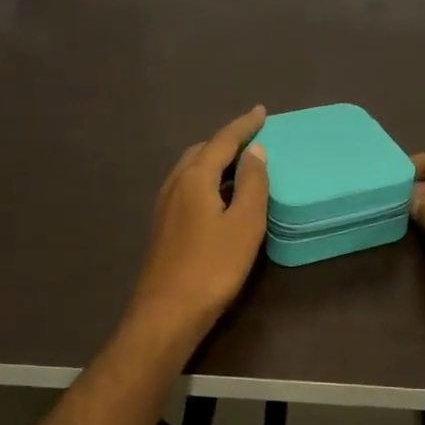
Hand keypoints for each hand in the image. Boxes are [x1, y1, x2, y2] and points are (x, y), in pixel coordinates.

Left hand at [125, 106, 269, 344]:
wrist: (167, 313)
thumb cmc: (212, 267)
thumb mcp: (244, 224)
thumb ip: (252, 184)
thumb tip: (255, 151)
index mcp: (194, 178)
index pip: (222, 141)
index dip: (243, 126)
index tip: (261, 112)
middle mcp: (174, 184)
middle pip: (201, 151)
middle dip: (226, 141)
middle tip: (252, 138)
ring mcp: (164, 206)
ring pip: (190, 169)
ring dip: (214, 160)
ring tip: (238, 164)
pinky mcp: (163, 226)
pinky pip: (186, 187)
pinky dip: (205, 179)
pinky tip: (216, 196)